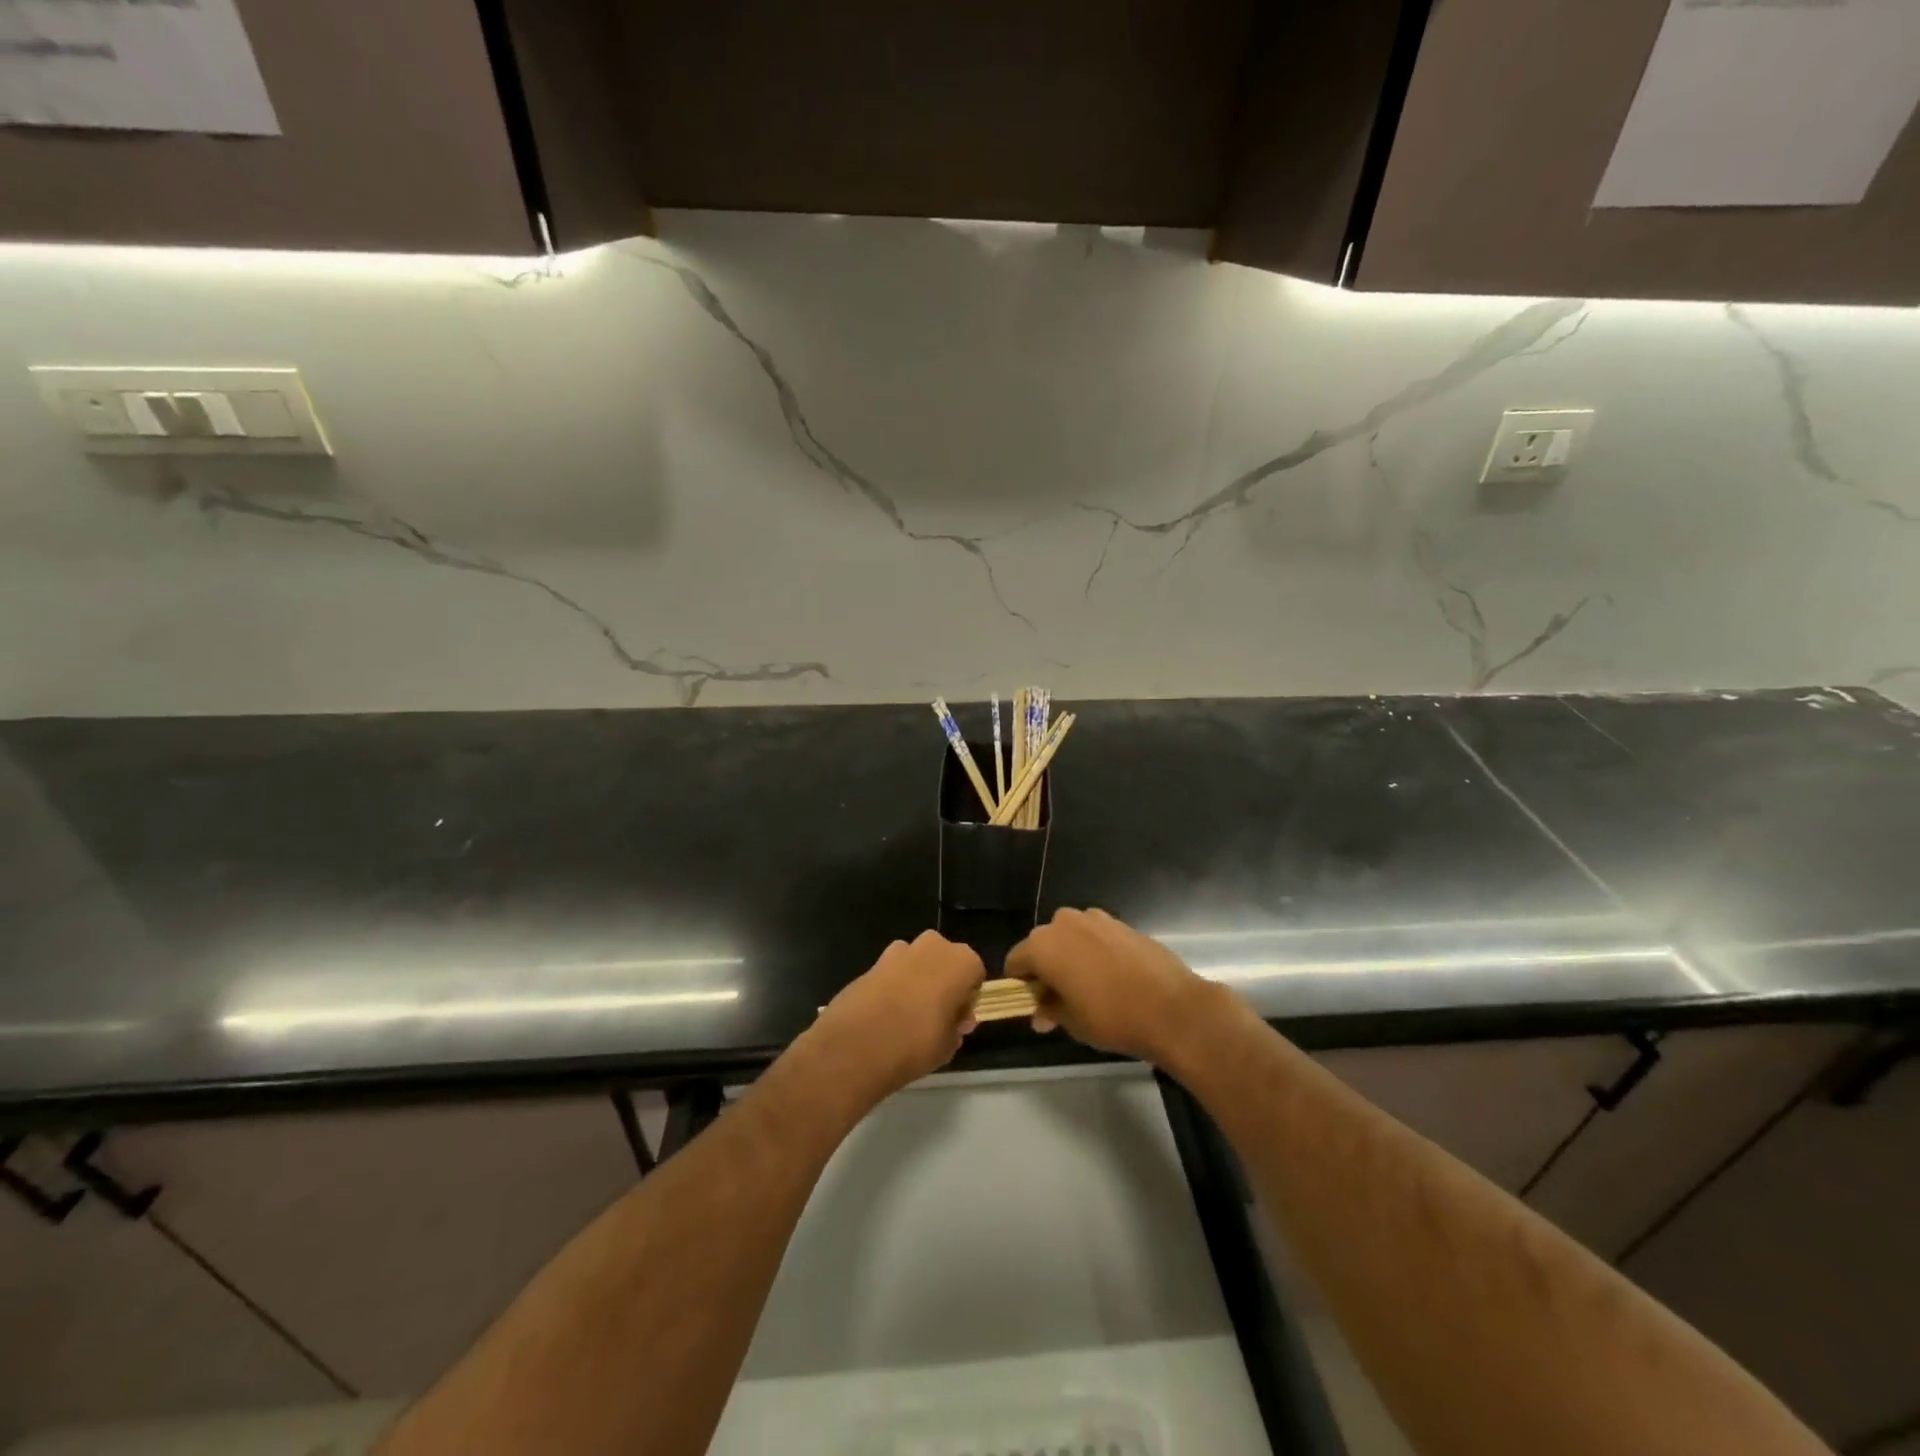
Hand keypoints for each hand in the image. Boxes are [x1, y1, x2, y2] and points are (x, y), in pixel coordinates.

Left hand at [808, 930, 985, 1105]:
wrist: (856, 1045)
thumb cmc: (916, 1043)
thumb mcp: (949, 1046)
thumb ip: (955, 1028)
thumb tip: (953, 1022)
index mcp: (961, 961)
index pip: (975, 975)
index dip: (967, 1000)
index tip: (957, 1022)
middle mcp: (933, 946)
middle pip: (945, 961)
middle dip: (943, 983)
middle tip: (936, 1017)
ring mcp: (900, 950)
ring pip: (918, 962)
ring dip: (918, 981)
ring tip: (908, 1016)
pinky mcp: (873, 961)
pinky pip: (893, 971)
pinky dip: (893, 985)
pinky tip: (885, 1014)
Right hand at [1006, 907, 1234, 1064]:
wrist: (1172, 1008)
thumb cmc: (1112, 1017)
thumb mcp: (1072, 1022)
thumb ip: (1050, 1011)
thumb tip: (1040, 1013)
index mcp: (1043, 945)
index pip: (1016, 961)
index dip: (1020, 984)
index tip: (1033, 1005)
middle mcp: (1064, 923)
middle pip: (1042, 944)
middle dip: (1046, 968)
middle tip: (1060, 999)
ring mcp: (1095, 918)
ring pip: (1070, 937)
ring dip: (1071, 956)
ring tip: (1088, 987)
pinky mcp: (1121, 922)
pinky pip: (1095, 935)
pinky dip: (1095, 951)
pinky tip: (1112, 976)